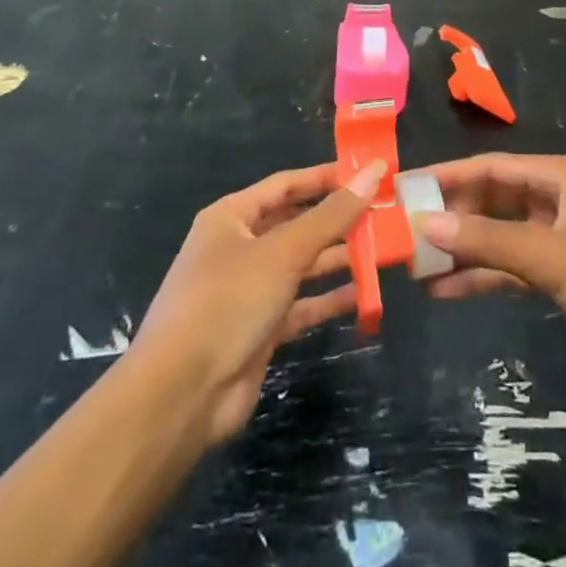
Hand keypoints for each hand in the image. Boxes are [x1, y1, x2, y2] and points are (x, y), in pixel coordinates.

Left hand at [131, 159, 383, 444]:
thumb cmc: (227, 302)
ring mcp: (249, 290)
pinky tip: (364, 295)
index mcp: (232, 217)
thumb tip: (373, 171)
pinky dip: (329, 299)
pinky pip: (301, 304)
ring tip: (383, 251)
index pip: (286, 184)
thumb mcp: (283, 252)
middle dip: (337, 220)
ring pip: (301, 265)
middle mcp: (239, 247)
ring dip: (338, 259)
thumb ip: (332, 215)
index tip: (369, 173)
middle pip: (296, 223)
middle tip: (384, 215)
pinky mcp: (260, 329)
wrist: (181, 395)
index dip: (326, 177)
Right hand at [413, 154, 565, 384]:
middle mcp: (556, 198)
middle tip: (404, 233)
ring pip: (500, 235)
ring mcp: (560, 236)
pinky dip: (485, 276)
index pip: (489, 168)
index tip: (403, 189)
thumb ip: (487, 240)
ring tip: (416, 266)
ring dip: (464, 249)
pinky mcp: (565, 271)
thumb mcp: (550, 257)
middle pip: (492, 199)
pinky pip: (514, 266)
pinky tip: (448, 291)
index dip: (446, 176)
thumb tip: (425, 222)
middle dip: (452, 216)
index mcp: (559, 176)